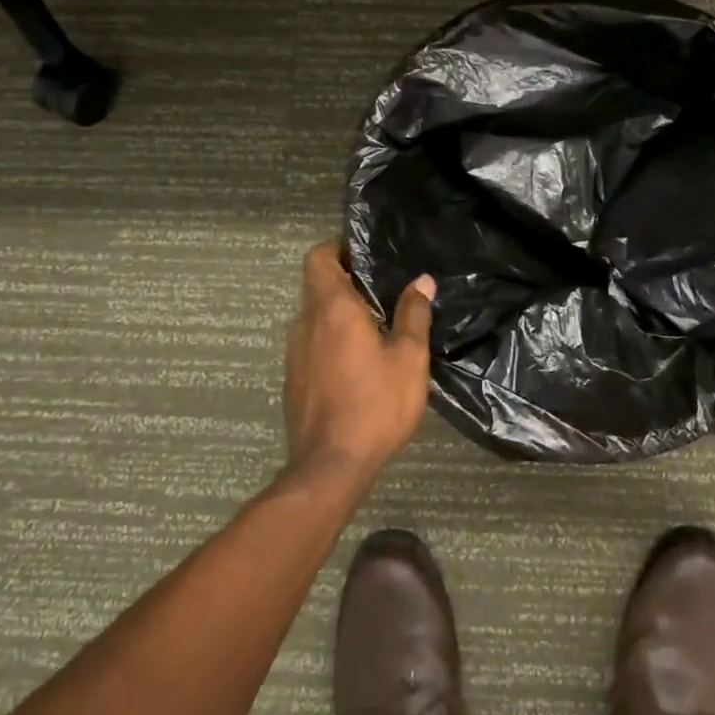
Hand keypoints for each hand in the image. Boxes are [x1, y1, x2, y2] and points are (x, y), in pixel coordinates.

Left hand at [282, 242, 435, 484]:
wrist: (330, 465)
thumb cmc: (375, 404)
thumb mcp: (409, 358)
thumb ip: (413, 314)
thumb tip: (422, 281)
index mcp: (332, 308)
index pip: (318, 257)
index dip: (336, 248)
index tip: (363, 253)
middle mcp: (305, 322)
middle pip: (316, 284)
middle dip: (343, 279)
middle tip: (380, 288)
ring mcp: (294, 352)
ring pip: (312, 315)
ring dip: (336, 312)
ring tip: (373, 323)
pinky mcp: (293, 378)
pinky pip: (310, 342)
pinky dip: (329, 338)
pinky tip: (356, 359)